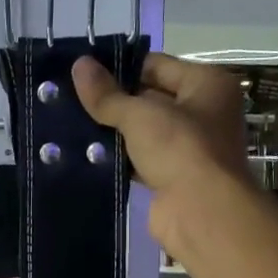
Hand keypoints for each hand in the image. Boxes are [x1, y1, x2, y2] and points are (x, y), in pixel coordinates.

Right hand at [71, 51, 253, 257]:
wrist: (202, 213)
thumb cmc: (180, 149)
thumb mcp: (139, 114)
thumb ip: (107, 94)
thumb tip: (78, 64)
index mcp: (207, 84)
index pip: (156, 65)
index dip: (120, 67)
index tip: (83, 72)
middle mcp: (204, 111)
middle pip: (150, 97)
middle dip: (114, 101)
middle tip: (71, 98)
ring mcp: (189, 147)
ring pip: (143, 131)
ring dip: (114, 132)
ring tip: (71, 124)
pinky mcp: (173, 177)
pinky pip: (140, 160)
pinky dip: (118, 159)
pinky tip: (86, 155)